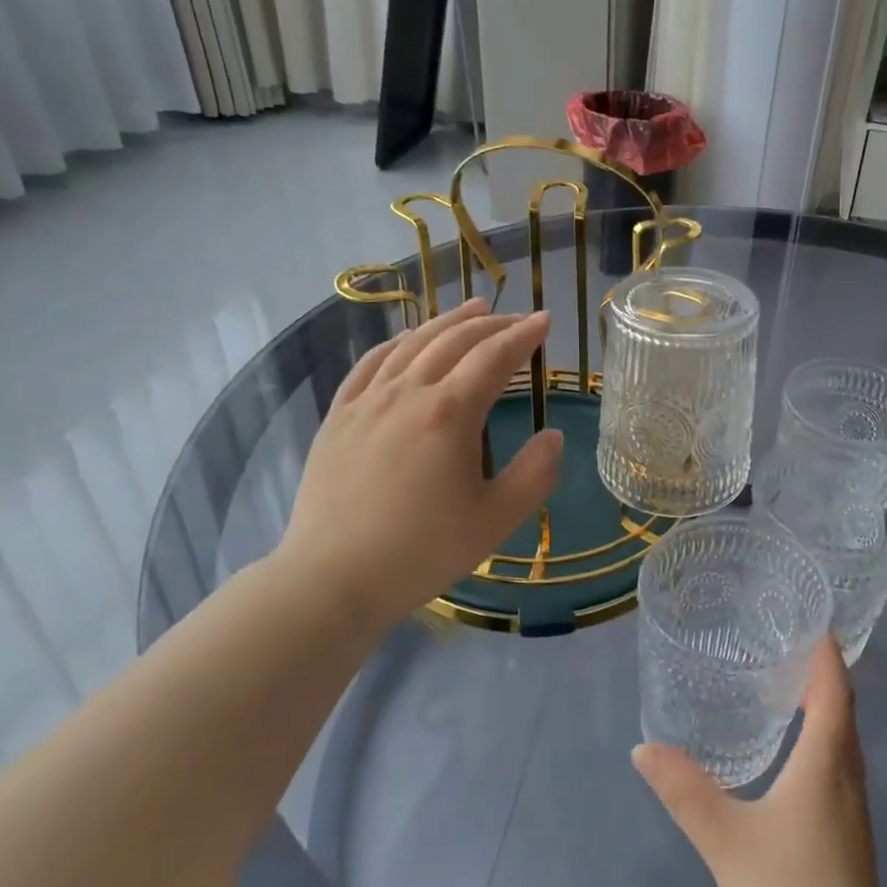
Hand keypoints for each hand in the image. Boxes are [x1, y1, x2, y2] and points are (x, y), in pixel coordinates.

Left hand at [273, 299, 562, 626]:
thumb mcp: (496, 520)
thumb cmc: (422, 551)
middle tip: (517, 317)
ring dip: (447, 322)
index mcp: (450, 413)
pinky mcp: (339, 417)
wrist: (332, 578)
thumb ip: (535, 474)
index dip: (524, 335)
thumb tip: (554, 436)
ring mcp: (367, 401)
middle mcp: (408, 393)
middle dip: (491, 323)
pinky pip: (370, 364)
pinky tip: (406, 340)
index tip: (545, 320)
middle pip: (454, 340)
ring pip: (412, 343)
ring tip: (472, 308)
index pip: (495, 357)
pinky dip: (396, 343)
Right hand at [634, 638, 886, 886]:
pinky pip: (839, 766)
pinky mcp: (849, 837)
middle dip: (821, 674)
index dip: (826, 653)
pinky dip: (822, 740)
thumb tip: (643, 748)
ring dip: (824, 708)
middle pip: (843, 711)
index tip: (811, 619)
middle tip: (786, 645)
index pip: (834, 689)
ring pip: (843, 741)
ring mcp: (853, 810)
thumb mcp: (726, 840)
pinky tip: (794, 754)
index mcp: (826, 762)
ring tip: (786, 687)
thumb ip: (685, 791)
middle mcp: (847, 776)